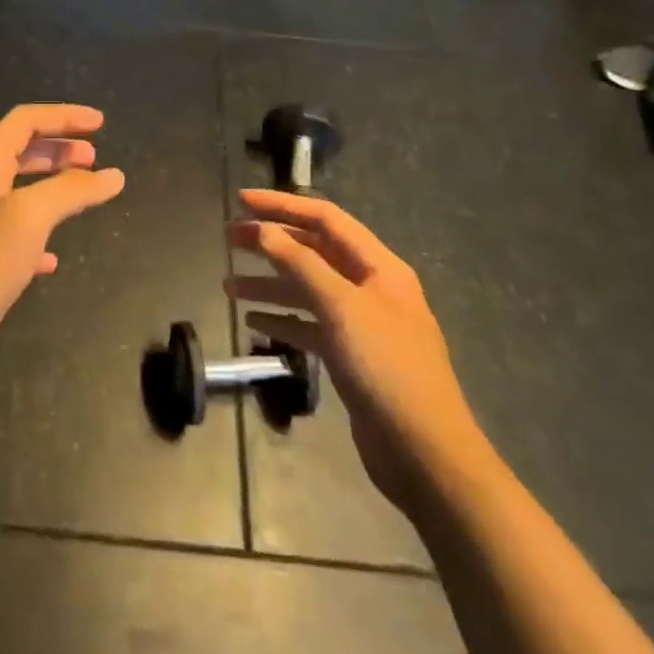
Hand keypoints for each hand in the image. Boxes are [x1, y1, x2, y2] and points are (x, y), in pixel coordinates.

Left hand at [0, 105, 124, 388]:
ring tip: (83, 195)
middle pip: (19, 154)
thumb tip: (114, 175)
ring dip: (53, 188)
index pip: (22, 123)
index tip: (100, 123)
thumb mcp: (29, 216)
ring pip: (20, 196)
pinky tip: (53, 258)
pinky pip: (16, 240)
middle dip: (58, 149)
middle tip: (94, 157)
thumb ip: (71, 191)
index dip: (61, 116)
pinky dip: (41, 237)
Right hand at [227, 191, 489, 516]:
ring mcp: (361, 323)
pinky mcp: (350, 356)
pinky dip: (282, 319)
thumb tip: (264, 229)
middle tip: (229, 238)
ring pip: (308, 290)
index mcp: (378, 266)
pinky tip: (252, 321)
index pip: (326, 219)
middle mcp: (370, 287)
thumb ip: (300, 264)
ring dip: (270, 283)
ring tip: (229, 285)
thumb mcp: (341, 307)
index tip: (241, 201)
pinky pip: (310, 325)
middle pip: (314, 252)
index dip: (282, 206)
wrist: (424, 452)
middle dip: (272, 242)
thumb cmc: (386, 368)